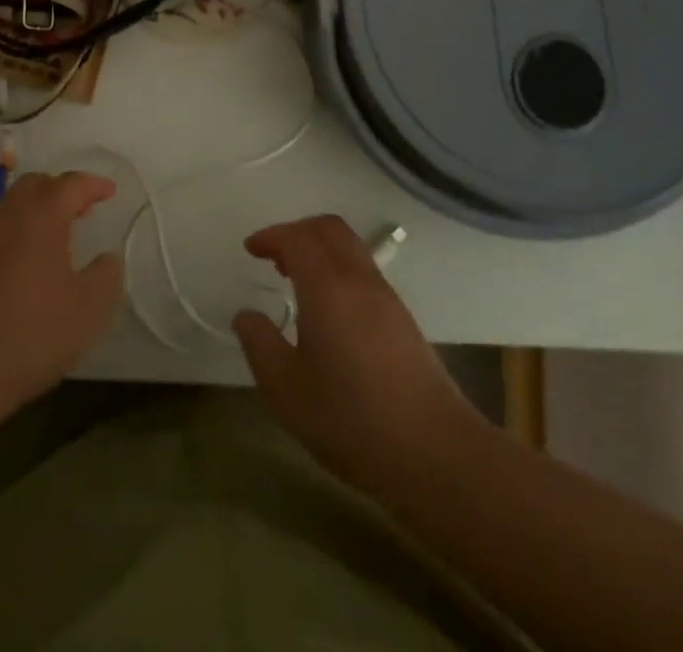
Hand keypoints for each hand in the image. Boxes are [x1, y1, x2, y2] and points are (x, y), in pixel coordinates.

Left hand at [0, 171, 123, 419]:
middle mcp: (7, 214)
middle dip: (61, 191)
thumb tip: (108, 257)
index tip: (110, 192)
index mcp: (41, 216)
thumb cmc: (30, 333)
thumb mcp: (88, 310)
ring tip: (53, 238)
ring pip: (11, 205)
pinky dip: (13, 231)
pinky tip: (20, 263)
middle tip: (81, 211)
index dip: (93, 185)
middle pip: (36, 185)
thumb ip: (106, 275)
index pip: (71, 184)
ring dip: (35, 210)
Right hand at [233, 216, 486, 494]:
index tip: (251, 249)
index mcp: (327, 287)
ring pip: (351, 247)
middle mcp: (359, 280)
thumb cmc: (351, 420)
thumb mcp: (286, 389)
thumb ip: (260, 344)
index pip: (297, 237)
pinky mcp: (404, 320)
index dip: (271, 236)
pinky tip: (329, 311)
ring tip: (297, 281)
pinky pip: (365, 272)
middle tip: (274, 256)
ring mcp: (387, 298)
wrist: (436, 455)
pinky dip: (339, 270)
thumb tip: (246, 315)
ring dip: (321, 250)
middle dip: (298, 231)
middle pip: (329, 228)